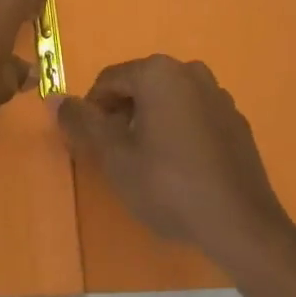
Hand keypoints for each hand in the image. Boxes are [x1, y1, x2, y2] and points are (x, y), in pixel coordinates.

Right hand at [58, 56, 289, 258]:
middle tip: (117, 156)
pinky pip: (194, 116)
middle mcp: (190, 71)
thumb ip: (82, 122)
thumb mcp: (115, 157)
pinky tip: (181, 169)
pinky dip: (179, 132)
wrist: (242, 225)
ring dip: (151, 122)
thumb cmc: (169, 185)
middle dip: (122, 115)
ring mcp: (218, 95)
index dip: (93, 111)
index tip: (91, 144)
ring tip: (148, 164)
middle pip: (140, 87)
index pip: (109, 80)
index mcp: (158, 72)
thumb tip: (54, 98)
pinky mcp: (236, 121)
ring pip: (168, 101)